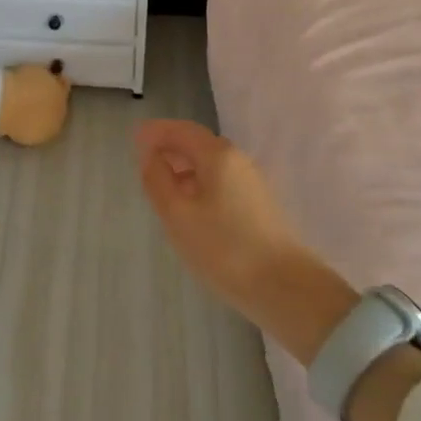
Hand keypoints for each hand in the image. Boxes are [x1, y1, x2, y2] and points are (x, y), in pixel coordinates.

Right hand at [134, 119, 307, 318]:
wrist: (286, 290)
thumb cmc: (224, 248)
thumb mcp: (177, 214)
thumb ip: (157, 179)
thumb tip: (150, 156)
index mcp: (218, 155)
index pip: (181, 130)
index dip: (156, 132)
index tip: (134, 139)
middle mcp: (238, 161)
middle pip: (198, 143)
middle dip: (170, 147)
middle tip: (144, 162)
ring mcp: (252, 183)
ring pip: (211, 164)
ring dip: (184, 167)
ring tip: (162, 186)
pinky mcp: (259, 206)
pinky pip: (221, 181)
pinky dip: (199, 183)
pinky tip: (190, 207)